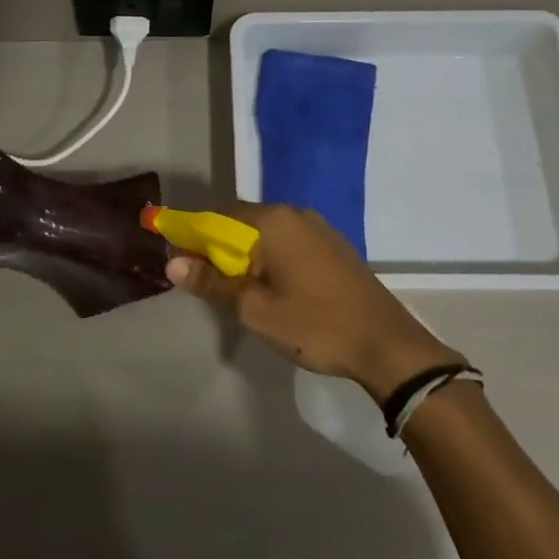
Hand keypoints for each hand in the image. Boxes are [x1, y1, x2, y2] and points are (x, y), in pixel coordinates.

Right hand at [166, 203, 461, 398]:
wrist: (387, 345)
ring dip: (246, 256)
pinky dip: (271, 259)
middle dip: (219, 249)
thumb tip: (172, 263)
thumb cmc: (314, 325)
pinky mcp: (334, 246)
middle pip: (241, 222)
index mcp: (272, 221)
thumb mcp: (254, 310)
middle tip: (211, 287)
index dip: (193, 238)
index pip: (216, 216)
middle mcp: (295, 214)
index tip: (181, 264)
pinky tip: (273, 289)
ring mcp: (319, 228)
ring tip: (241, 293)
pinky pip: (288, 243)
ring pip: (266, 234)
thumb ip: (212, 283)